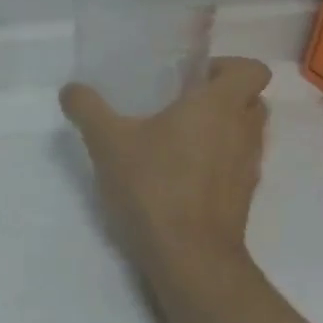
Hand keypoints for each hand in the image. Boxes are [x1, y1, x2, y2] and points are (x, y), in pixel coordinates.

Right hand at [60, 58, 270, 270]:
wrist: (188, 256)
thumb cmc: (153, 185)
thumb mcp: (106, 141)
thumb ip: (87, 108)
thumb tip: (71, 89)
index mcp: (219, 106)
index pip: (251, 69)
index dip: (226, 66)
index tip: (190, 76)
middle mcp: (243, 131)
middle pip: (250, 100)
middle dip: (221, 96)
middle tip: (179, 103)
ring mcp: (248, 167)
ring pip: (244, 134)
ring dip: (219, 130)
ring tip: (173, 139)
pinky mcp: (242, 197)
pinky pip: (235, 164)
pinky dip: (215, 161)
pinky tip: (176, 174)